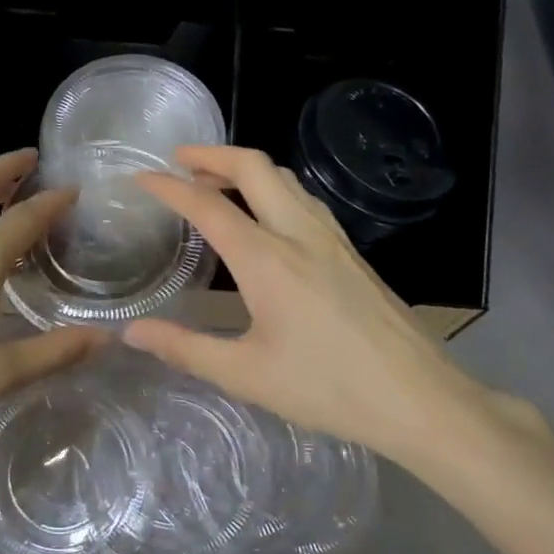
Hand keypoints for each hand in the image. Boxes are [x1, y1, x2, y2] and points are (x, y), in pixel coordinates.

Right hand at [123, 146, 542, 481]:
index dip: (169, 186)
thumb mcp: (246, 375)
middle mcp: (299, 234)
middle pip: (254, 167)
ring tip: (215, 181)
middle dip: (212, 154)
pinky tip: (266, 215)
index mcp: (267, 259)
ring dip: (245, 168)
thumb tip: (131, 332)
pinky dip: (272, 187)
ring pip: (285, 178)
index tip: (140, 177)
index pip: (208, 205)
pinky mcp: (351, 251)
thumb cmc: (329, 389)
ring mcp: (332, 239)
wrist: (421, 399)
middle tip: (179, 160)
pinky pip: (304, 198)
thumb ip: (184, 349)